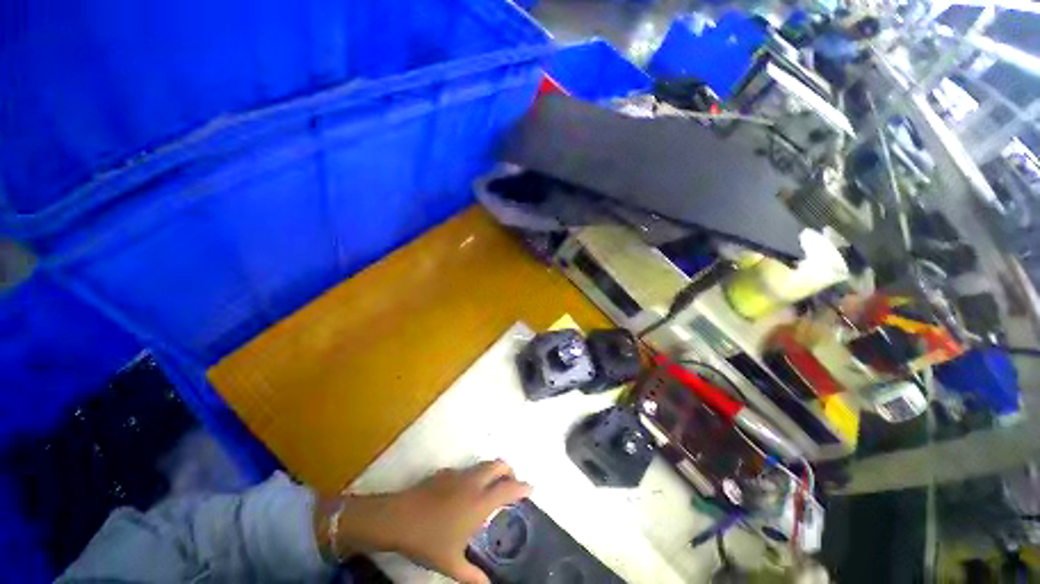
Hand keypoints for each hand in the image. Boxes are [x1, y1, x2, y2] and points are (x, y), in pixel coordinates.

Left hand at [318, 460, 531, 583]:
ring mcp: (459, 474)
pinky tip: (465, 492)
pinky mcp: (446, 472)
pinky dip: (475, 475)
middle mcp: (474, 482)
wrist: (399, 518)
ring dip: (493, 471)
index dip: (522, 487)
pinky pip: (467, 470)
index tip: (531, 488)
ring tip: (491, 487)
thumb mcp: (452, 563)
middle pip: (499, 465)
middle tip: (512, 484)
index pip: (508, 489)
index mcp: (480, 502)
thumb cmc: (430, 540)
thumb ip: (473, 576)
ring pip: (483, 464)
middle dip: (509, 470)